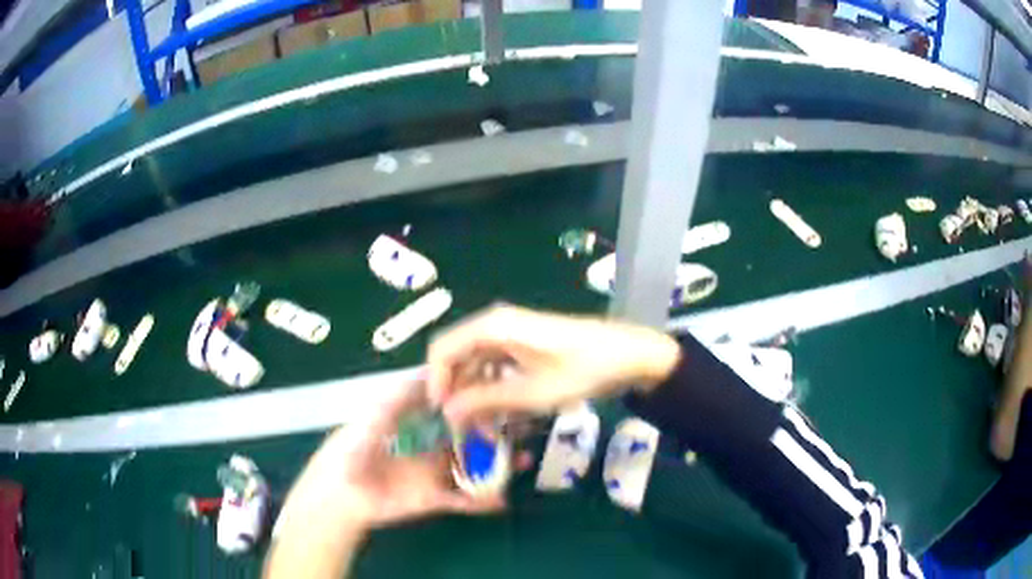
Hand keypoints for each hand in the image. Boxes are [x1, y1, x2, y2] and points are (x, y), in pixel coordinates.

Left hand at [277, 381, 505, 535]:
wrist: (340, 495)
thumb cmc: (350, 450)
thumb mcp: (372, 418)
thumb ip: (398, 399)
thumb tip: (427, 373)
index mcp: (414, 422)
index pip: (448, 404)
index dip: (471, 394)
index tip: (498, 384)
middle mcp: (429, 444)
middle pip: (468, 434)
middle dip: (495, 429)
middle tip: (522, 423)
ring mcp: (433, 472)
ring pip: (473, 465)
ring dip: (498, 464)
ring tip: (524, 459)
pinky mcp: (433, 498)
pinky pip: (463, 499)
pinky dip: (483, 501)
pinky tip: (502, 499)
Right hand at [427, 304, 680, 427]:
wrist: (628, 354)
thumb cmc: (581, 370)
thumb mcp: (531, 393)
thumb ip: (485, 401)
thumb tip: (448, 413)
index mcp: (492, 327)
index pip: (442, 350)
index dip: (435, 383)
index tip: (441, 416)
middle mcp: (495, 324)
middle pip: (457, 356)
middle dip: (456, 392)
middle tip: (465, 427)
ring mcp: (510, 332)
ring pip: (475, 363)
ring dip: (475, 393)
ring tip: (486, 426)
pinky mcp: (524, 343)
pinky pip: (495, 364)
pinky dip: (493, 388)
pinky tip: (504, 411)